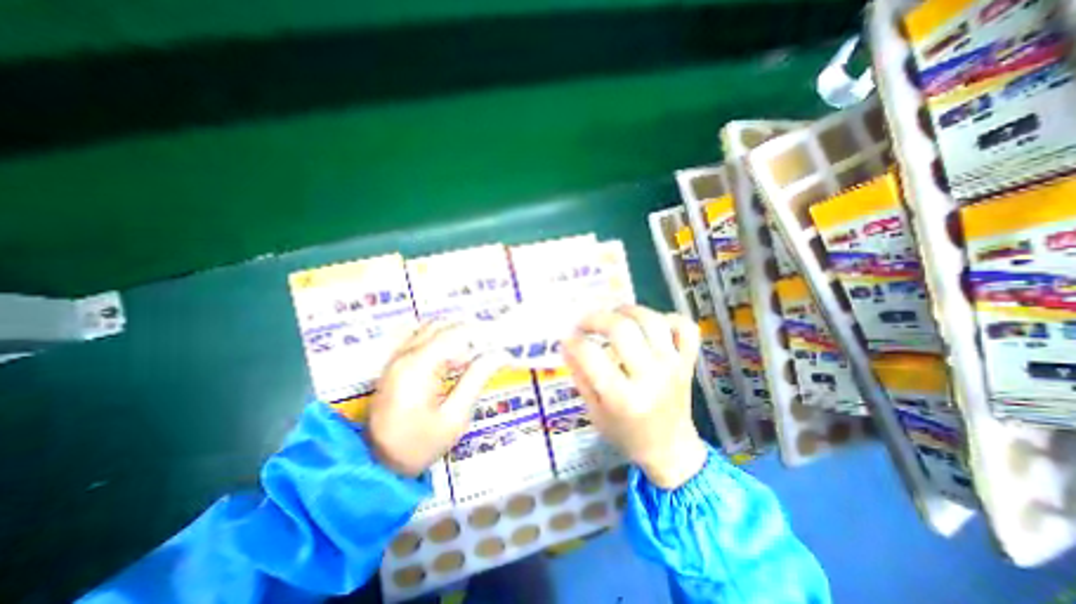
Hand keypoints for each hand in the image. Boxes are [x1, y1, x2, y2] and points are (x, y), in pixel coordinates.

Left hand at [367, 321, 506, 476]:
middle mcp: (404, 355)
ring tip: (474, 354)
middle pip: (441, 326)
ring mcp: (396, 358)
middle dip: (469, 331)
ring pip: (430, 329)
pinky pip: (421, 340)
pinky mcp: (394, 365)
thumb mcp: (455, 417)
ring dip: (455, 335)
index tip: (500, 339)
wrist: (375, 466)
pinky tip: (454, 360)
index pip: (454, 333)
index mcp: (417, 367)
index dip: (480, 332)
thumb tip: (500, 355)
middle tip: (490, 346)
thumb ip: (477, 379)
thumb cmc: (419, 445)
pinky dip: (442, 341)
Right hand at [560, 306, 713, 489]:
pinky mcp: (687, 362)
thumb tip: (567, 345)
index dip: (574, 341)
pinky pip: (684, 327)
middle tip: (584, 323)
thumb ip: (580, 377)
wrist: (671, 451)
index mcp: (623, 398)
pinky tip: (650, 326)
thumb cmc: (626, 434)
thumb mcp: (594, 412)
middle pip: (622, 329)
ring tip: (614, 316)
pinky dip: (667, 318)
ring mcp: (673, 366)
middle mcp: (651, 377)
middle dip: (596, 318)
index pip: (591, 355)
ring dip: (628, 311)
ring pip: (652, 320)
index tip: (567, 338)